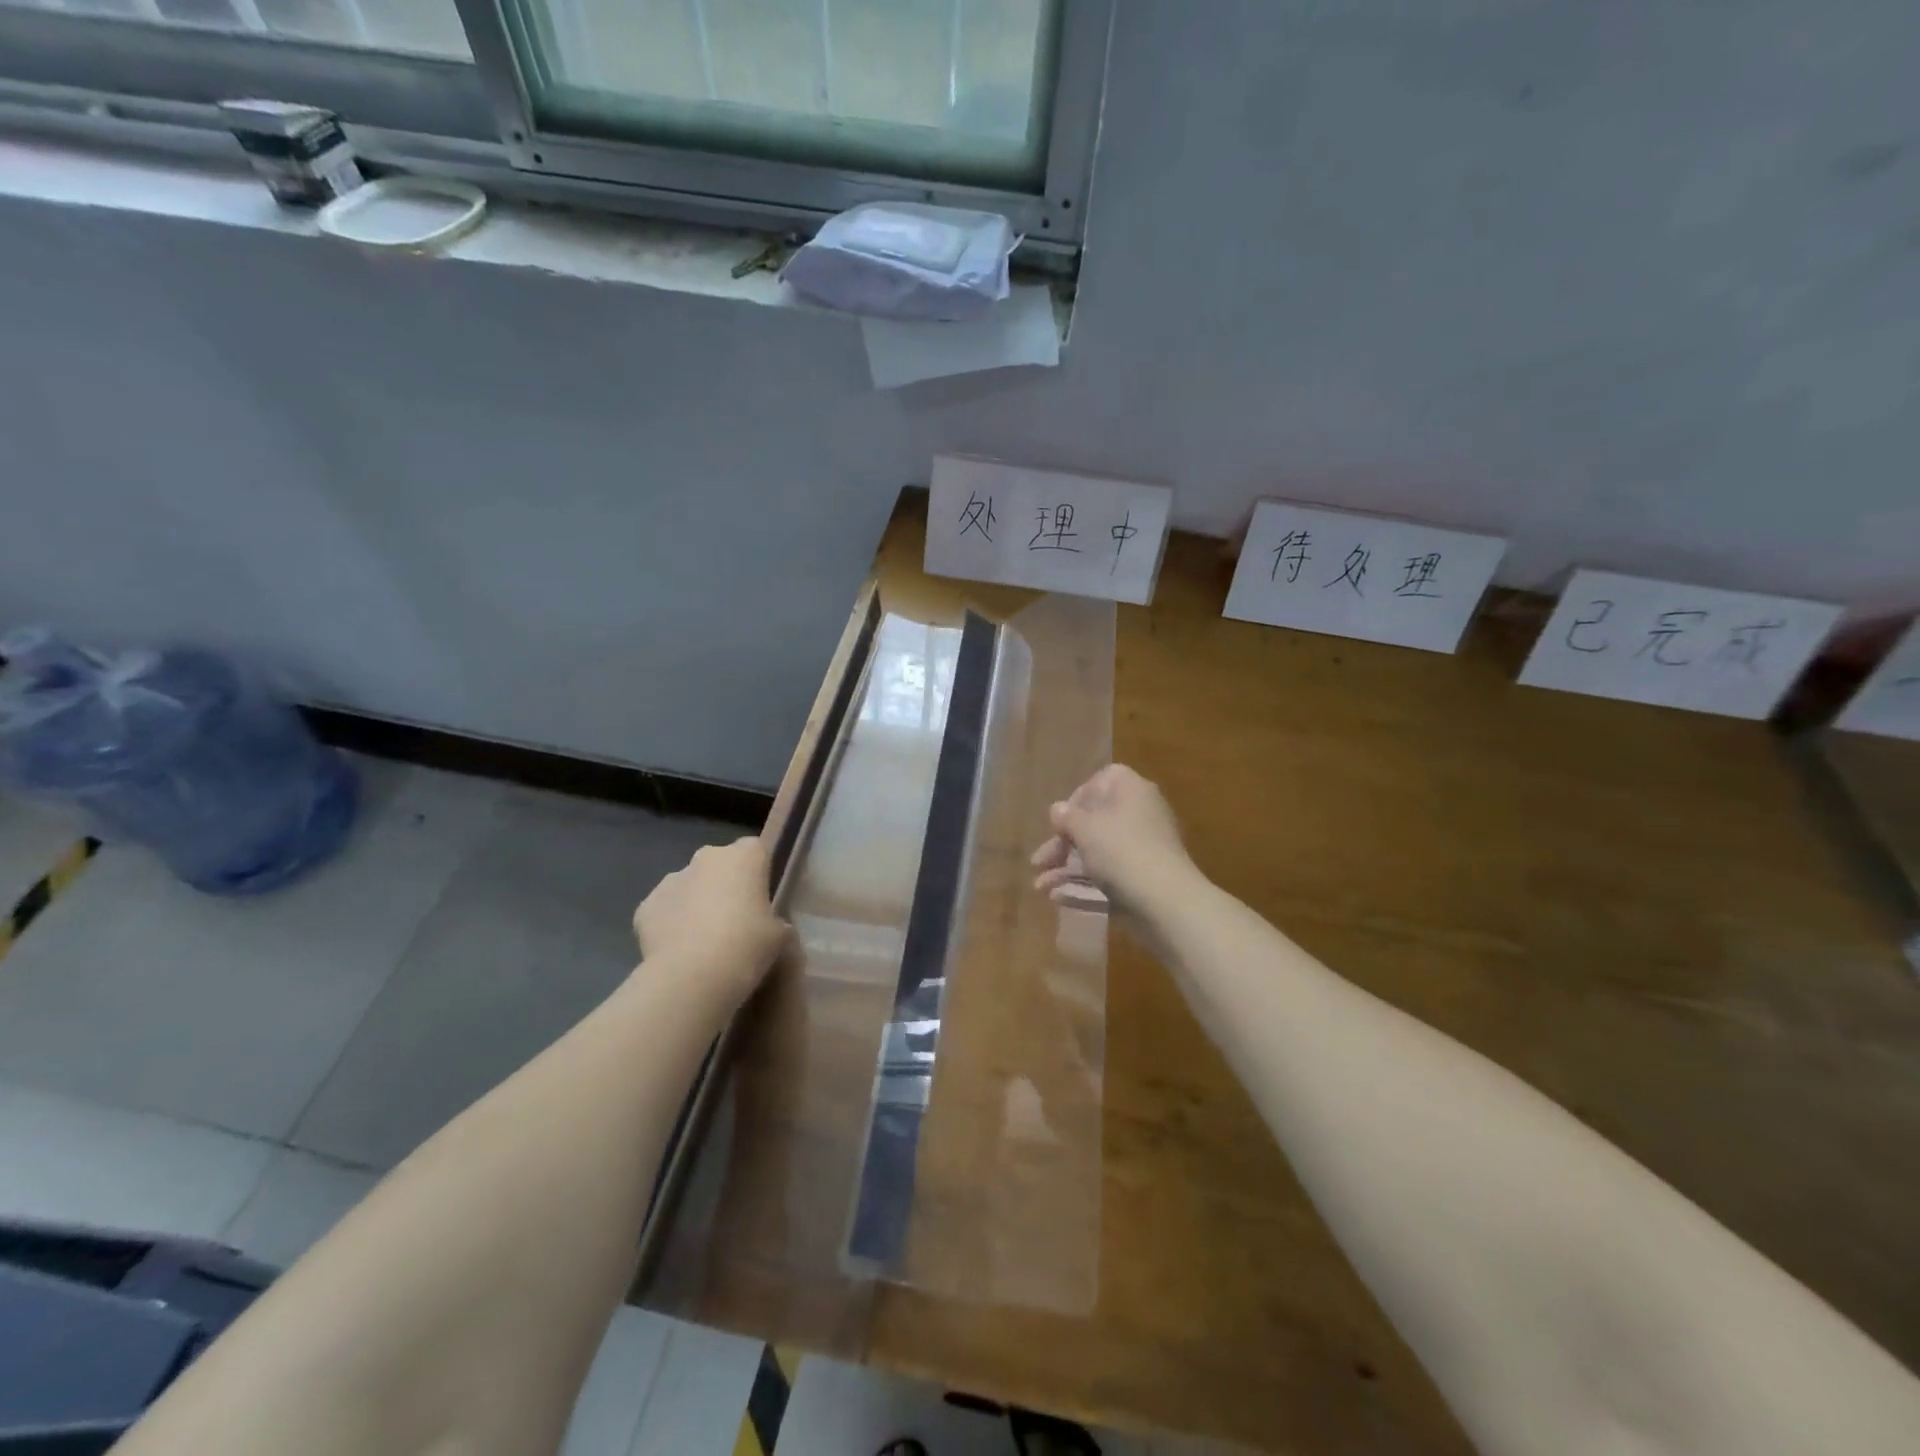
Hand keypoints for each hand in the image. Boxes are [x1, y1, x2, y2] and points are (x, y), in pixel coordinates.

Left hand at [633, 837, 788, 1000]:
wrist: (692, 976)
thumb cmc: (747, 945)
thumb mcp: (780, 936)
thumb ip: (776, 922)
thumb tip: (771, 926)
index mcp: (745, 856)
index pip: (756, 850)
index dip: (759, 873)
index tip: (762, 899)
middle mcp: (707, 857)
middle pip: (719, 864)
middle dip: (725, 885)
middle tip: (735, 920)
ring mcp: (672, 879)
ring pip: (689, 885)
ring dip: (696, 903)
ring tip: (704, 941)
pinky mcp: (645, 905)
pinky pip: (665, 910)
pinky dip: (671, 924)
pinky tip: (679, 951)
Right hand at [1030, 764, 1193, 914]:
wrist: (1165, 899)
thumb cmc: (1120, 850)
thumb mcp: (1084, 829)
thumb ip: (1066, 817)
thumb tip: (1058, 809)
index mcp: (1129, 789)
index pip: (1099, 782)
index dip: (1075, 801)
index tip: (1059, 823)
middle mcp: (1140, 812)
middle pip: (1094, 822)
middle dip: (1062, 845)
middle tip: (1038, 862)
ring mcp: (1145, 847)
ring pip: (1099, 852)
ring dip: (1067, 869)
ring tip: (1040, 887)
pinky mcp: (1145, 877)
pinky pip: (1110, 874)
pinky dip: (1086, 884)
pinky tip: (1059, 898)